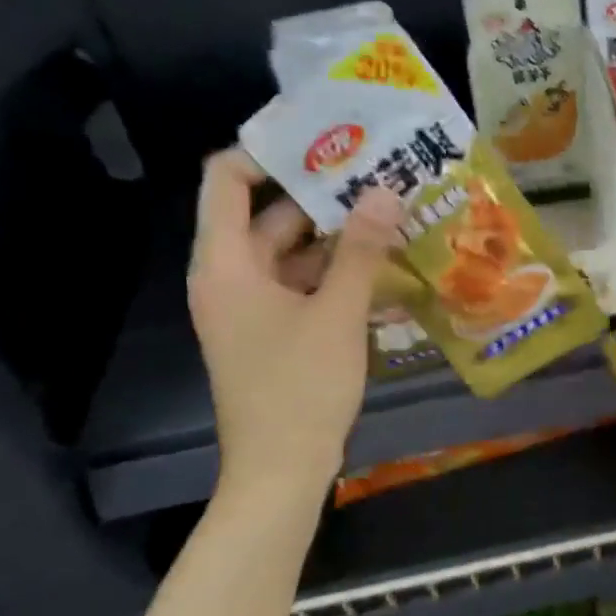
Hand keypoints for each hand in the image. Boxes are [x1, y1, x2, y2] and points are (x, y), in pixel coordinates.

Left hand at [187, 149, 401, 501]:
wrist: (281, 470)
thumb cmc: (301, 387)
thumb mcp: (338, 314)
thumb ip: (360, 250)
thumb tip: (384, 191)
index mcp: (226, 264)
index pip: (226, 180)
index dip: (268, 153)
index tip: (326, 144)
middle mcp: (229, 278)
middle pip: (268, 217)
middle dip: (322, 198)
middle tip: (378, 179)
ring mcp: (251, 309)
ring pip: (291, 255)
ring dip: (335, 240)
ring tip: (390, 219)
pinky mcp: (272, 334)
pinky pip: (301, 288)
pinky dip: (335, 277)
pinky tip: (381, 272)